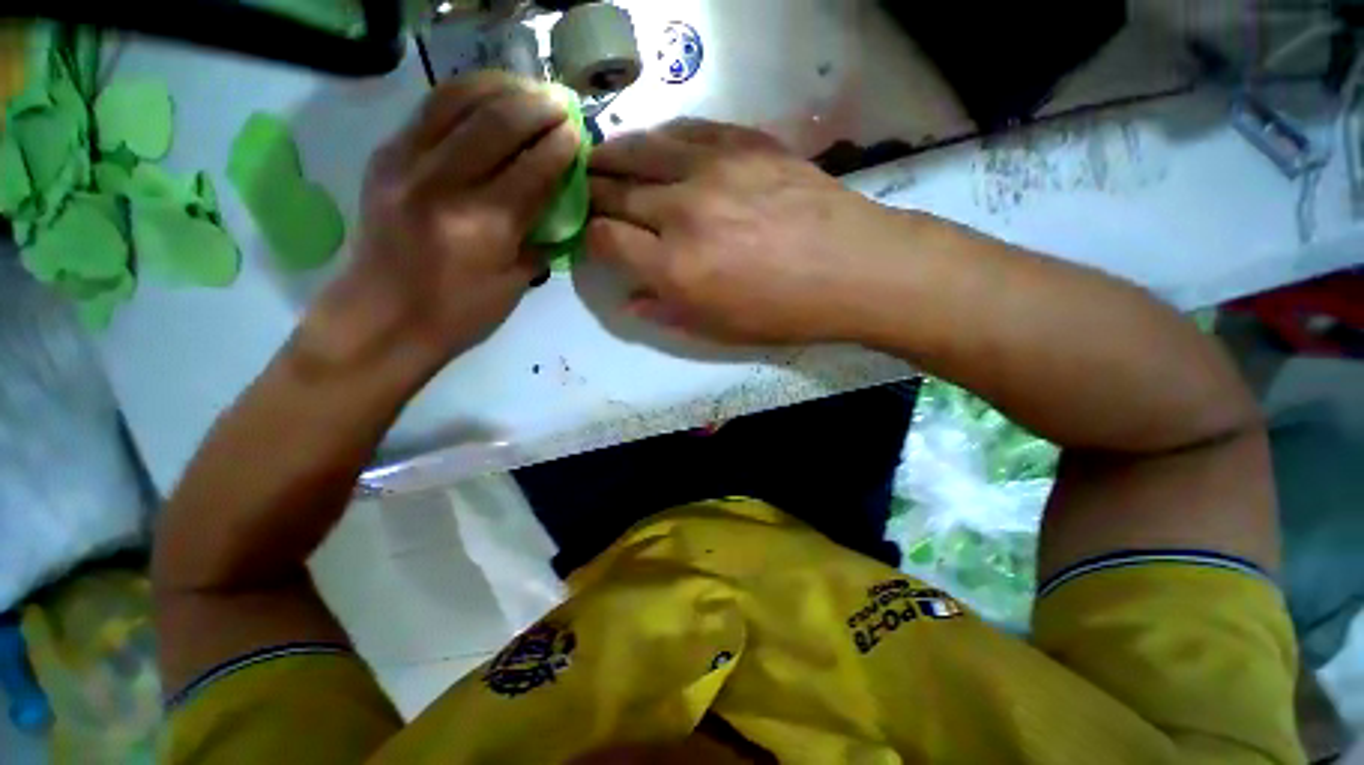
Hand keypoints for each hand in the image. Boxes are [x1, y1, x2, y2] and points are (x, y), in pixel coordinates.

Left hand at [307, 73, 579, 370]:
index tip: (578, 132)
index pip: (531, 169)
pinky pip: (429, 109)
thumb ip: (539, 238)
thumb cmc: (460, 313)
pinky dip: (463, 94)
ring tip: (526, 88)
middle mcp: (442, 184)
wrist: (382, 317)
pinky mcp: (386, 156)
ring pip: (457, 101)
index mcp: (483, 226)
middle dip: (535, 106)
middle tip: (560, 102)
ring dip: (499, 87)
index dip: (559, 146)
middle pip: (495, 123)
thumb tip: (560, 203)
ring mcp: (406, 164)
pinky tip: (486, 95)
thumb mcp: (514, 283)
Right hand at [587, 120, 904, 344]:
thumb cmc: (783, 312)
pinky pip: (685, 129)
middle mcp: (683, 211)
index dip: (588, 237)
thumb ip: (665, 313)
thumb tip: (628, 299)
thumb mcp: (719, 330)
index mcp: (675, 267)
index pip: (605, 238)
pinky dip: (659, 136)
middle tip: (583, 193)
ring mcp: (713, 168)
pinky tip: (652, 143)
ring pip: (641, 148)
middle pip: (615, 190)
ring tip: (599, 158)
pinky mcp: (743, 142)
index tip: (588, 238)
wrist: (852, 269)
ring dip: (612, 154)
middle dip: (591, 193)